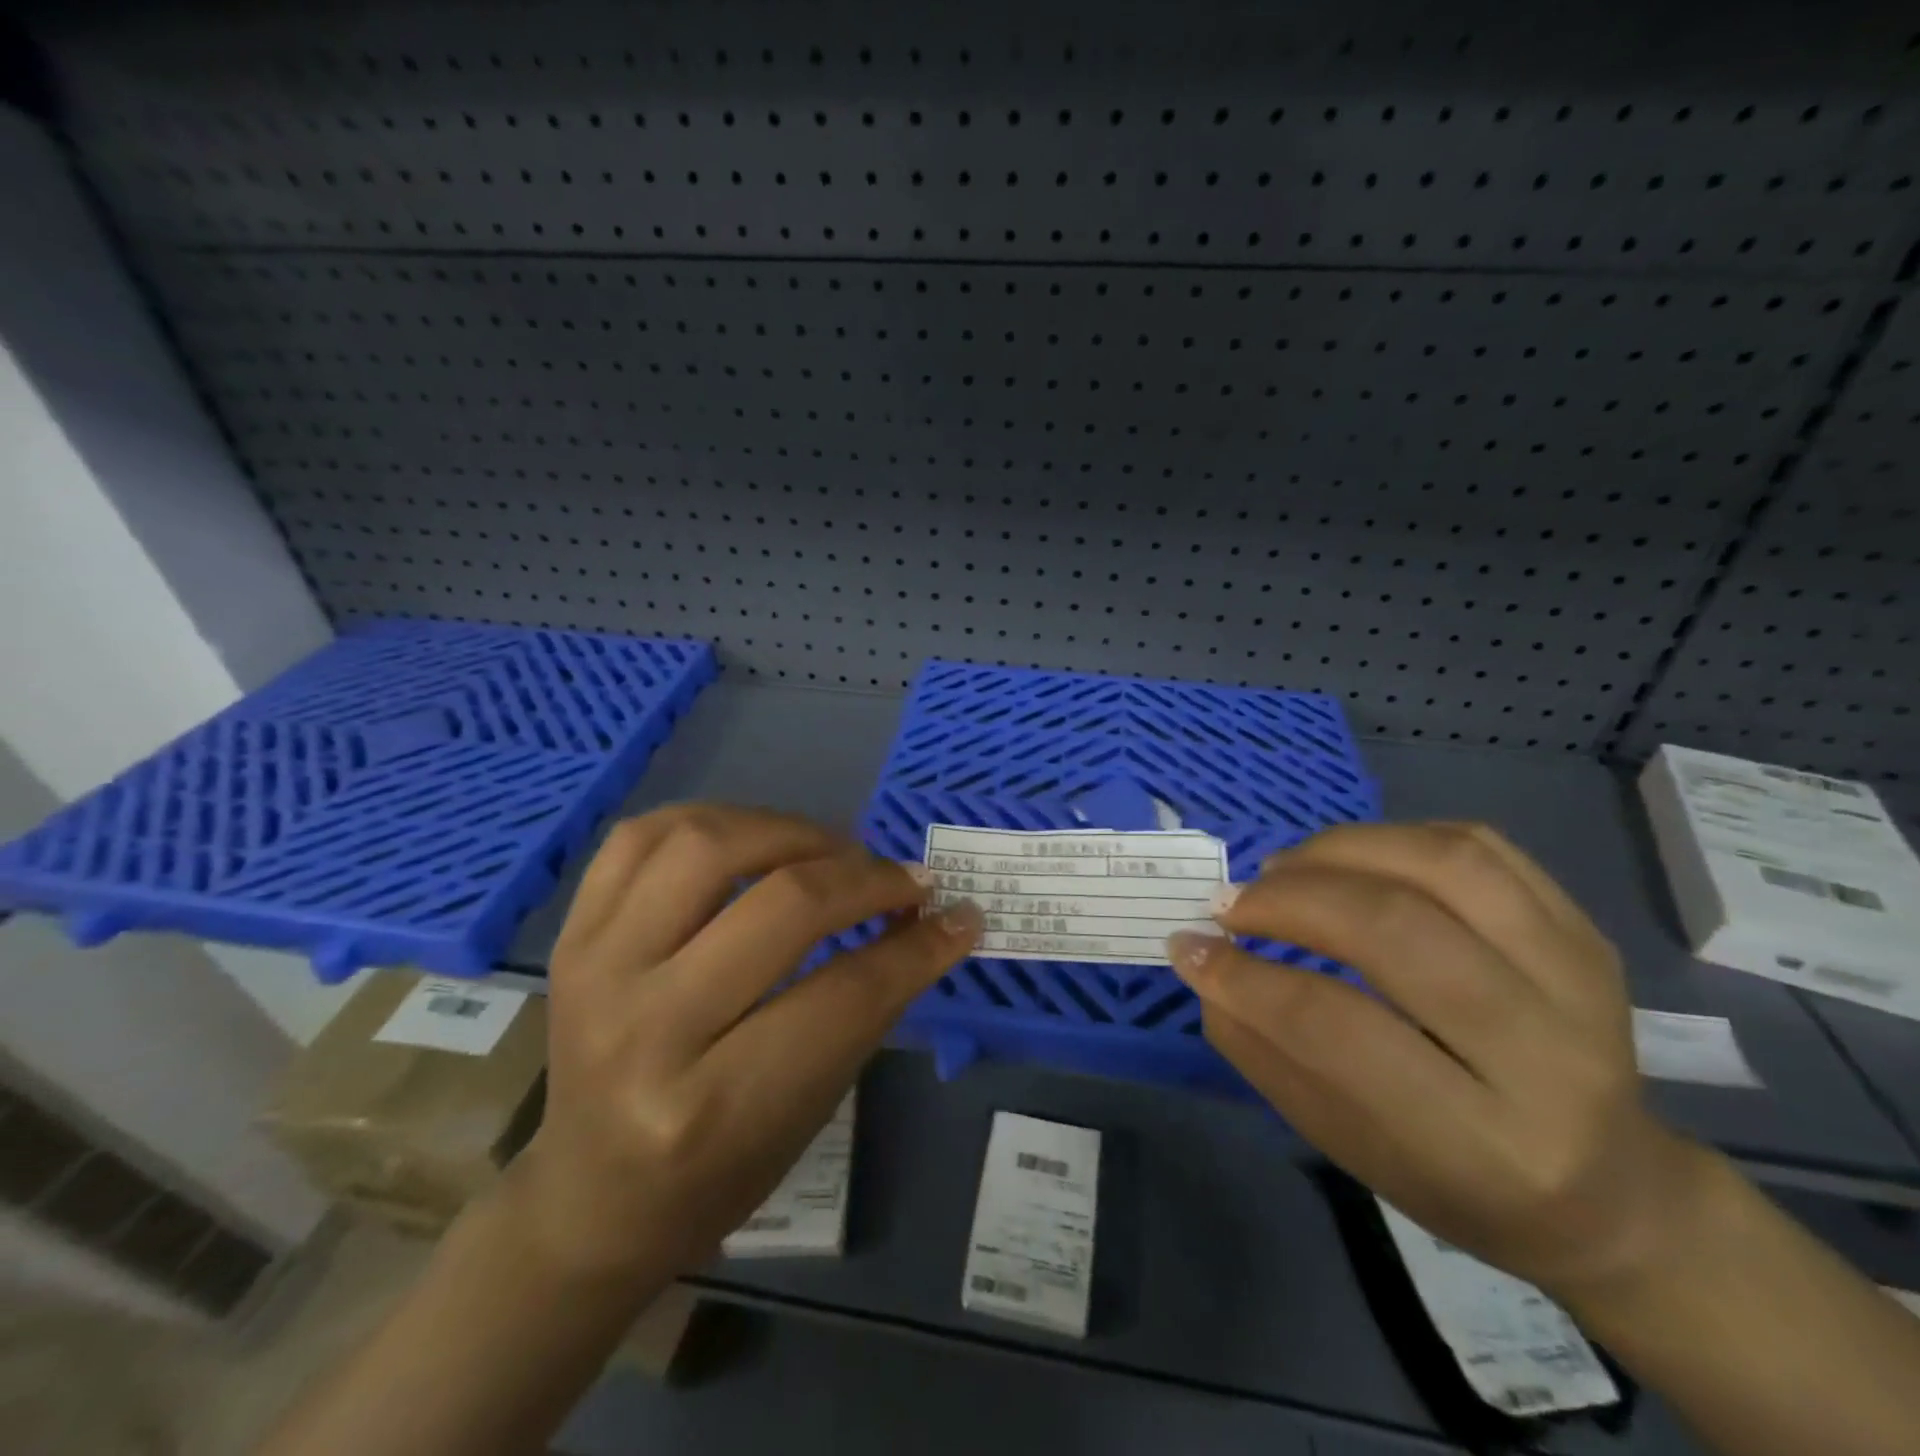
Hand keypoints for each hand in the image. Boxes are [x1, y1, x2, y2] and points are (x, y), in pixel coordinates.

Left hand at [504, 803, 982, 1284]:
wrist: (590, 1197)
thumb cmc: (717, 1173)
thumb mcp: (810, 1107)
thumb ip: (871, 1004)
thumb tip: (939, 920)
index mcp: (712, 1105)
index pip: (844, 996)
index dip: (917, 948)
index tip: (959, 915)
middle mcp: (646, 1030)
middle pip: (783, 907)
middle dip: (865, 879)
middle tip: (903, 879)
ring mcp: (596, 970)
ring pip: (708, 846)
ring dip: (792, 832)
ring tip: (831, 852)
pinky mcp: (571, 936)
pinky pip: (642, 837)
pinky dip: (713, 820)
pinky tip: (754, 839)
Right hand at [1168, 821, 1706, 1299]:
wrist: (1611, 1192)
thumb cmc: (1456, 1181)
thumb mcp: (1346, 1144)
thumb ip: (1266, 1052)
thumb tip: (1202, 963)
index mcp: (1484, 1141)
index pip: (1338, 1029)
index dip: (1246, 980)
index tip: (1189, 948)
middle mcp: (1548, 1054)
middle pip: (1395, 930)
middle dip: (1288, 902)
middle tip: (1231, 904)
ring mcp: (1580, 979)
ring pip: (1444, 865)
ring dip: (1338, 851)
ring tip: (1283, 869)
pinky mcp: (1585, 932)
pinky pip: (1481, 846)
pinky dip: (1394, 837)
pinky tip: (1349, 860)